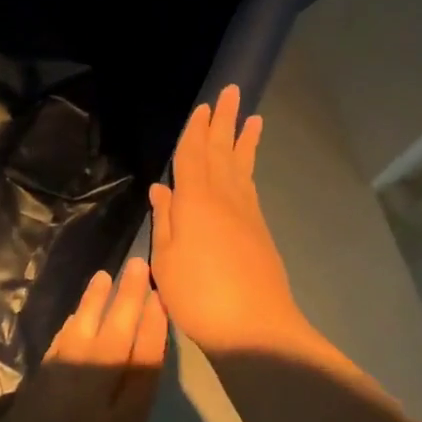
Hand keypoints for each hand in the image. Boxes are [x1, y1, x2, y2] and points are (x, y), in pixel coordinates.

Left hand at [0, 257, 167, 421]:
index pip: (141, 370)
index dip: (152, 332)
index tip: (159, 298)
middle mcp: (86, 402)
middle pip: (113, 341)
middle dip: (128, 301)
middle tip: (138, 266)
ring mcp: (53, 396)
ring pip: (80, 337)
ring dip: (94, 305)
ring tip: (105, 277)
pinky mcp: (27, 400)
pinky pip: (56, 353)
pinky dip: (68, 331)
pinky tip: (74, 319)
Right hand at [149, 84, 309, 355]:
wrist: (255, 329)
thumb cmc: (199, 295)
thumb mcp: (167, 260)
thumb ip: (166, 220)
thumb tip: (161, 188)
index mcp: (195, 200)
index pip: (193, 155)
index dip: (196, 130)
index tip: (204, 106)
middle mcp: (224, 198)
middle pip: (222, 151)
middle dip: (225, 121)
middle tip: (233, 92)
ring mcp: (246, 213)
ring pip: (241, 166)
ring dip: (244, 140)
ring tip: (252, 118)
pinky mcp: (259, 230)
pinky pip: (250, 186)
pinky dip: (249, 168)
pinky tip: (246, 167)